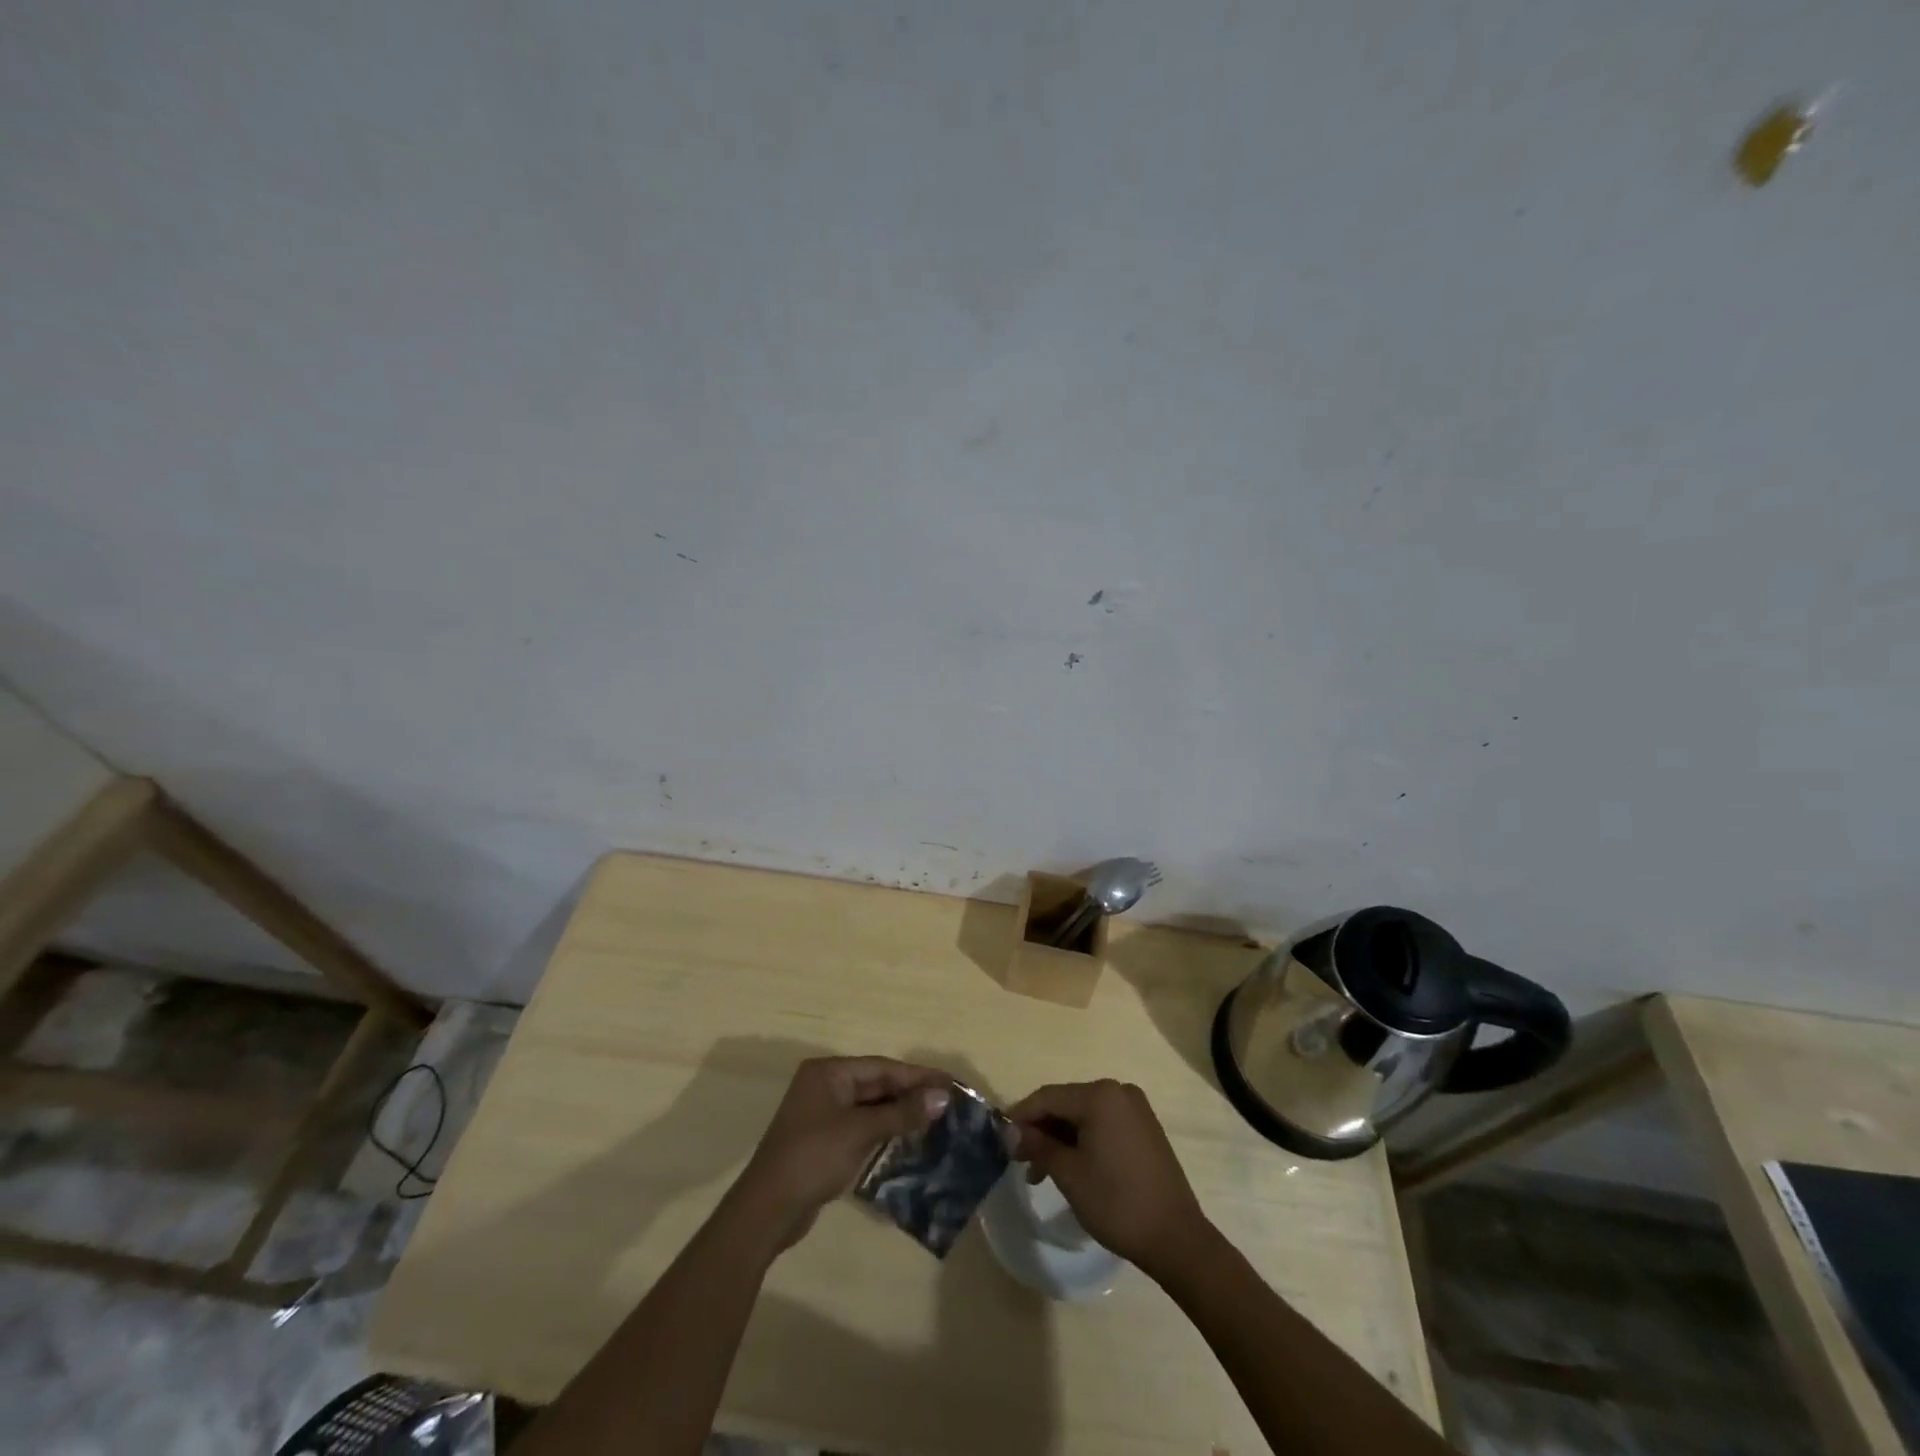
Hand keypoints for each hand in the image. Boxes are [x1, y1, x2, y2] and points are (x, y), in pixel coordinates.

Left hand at [734, 1056, 952, 1251]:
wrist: (767, 1210)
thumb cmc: (813, 1158)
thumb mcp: (860, 1132)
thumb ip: (902, 1113)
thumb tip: (942, 1097)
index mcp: (828, 1072)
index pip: (881, 1067)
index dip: (917, 1075)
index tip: (949, 1081)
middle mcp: (824, 1085)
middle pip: (876, 1083)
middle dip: (910, 1093)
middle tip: (947, 1101)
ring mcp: (822, 1113)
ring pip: (870, 1105)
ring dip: (899, 1112)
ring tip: (935, 1117)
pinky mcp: (824, 1139)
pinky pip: (861, 1124)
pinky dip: (884, 1128)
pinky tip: (907, 1136)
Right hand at [1008, 1079, 1207, 1278]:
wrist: (1176, 1238)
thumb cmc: (1117, 1202)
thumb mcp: (1069, 1174)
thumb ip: (1038, 1145)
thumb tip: (1014, 1132)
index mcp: (1100, 1095)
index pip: (1048, 1097)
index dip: (1021, 1116)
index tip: (1000, 1137)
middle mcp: (1118, 1092)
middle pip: (1066, 1104)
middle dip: (1041, 1130)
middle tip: (1019, 1159)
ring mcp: (1135, 1110)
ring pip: (1084, 1116)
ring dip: (1060, 1139)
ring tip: (1040, 1173)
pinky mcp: (1145, 1129)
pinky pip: (1103, 1125)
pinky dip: (1082, 1141)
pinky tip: (1069, 1166)